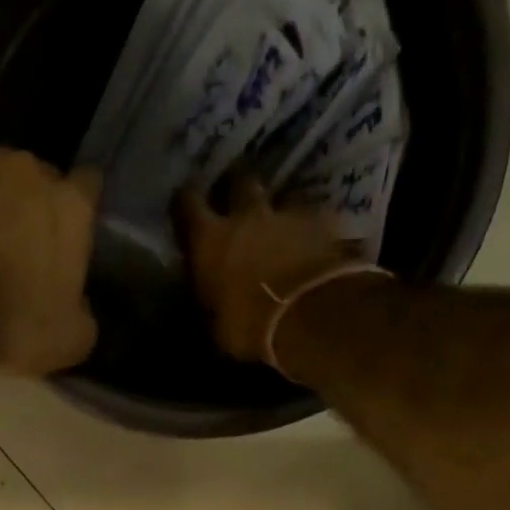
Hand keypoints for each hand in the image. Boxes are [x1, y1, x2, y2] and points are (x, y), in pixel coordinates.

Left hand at [0, 89, 101, 375]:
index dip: (80, 211)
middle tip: (19, 241)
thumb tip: (80, 303)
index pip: (89, 191)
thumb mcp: (70, 340)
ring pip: (1, 162)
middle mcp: (35, 170)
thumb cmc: (12, 328)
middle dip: (34, 206)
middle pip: (42, 179)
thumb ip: (84, 312)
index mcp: (73, 210)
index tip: (72, 233)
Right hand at [178, 179, 362, 365]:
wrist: (309, 316)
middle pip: (240, 181)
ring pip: (279, 200)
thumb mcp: (215, 324)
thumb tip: (208, 295)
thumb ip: (210, 296)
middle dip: (236, 187)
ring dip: (275, 214)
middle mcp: (246, 216)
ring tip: (278, 232)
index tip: (184, 206)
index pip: (187, 203)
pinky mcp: (324, 223)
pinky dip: (309, 231)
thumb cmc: (249, 327)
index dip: (185, 202)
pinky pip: (312, 220)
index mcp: (209, 240)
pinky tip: (311, 248)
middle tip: (236, 200)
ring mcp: (288, 215)